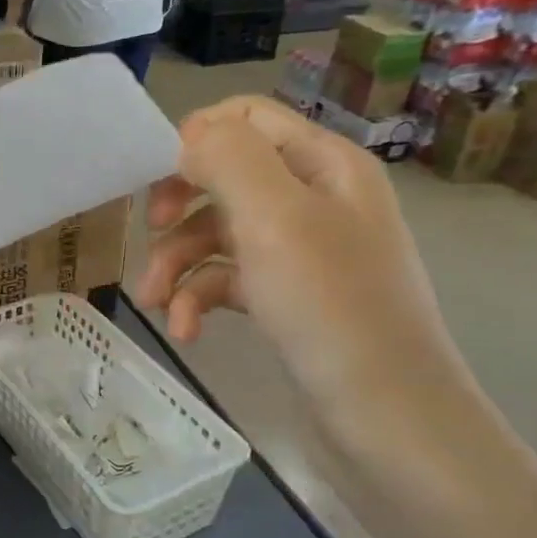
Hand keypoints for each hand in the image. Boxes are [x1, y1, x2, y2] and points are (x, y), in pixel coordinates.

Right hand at [134, 96, 474, 447]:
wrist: (387, 419)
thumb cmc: (331, 308)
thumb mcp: (276, 218)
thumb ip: (228, 158)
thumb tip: (189, 137)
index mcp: (323, 163)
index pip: (245, 118)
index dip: (194, 139)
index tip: (153, 180)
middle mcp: (314, 198)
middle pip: (224, 177)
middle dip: (178, 206)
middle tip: (149, 232)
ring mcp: (301, 252)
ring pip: (217, 234)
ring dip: (177, 264)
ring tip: (153, 303)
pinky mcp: (286, 299)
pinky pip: (227, 281)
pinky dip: (198, 300)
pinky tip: (185, 331)